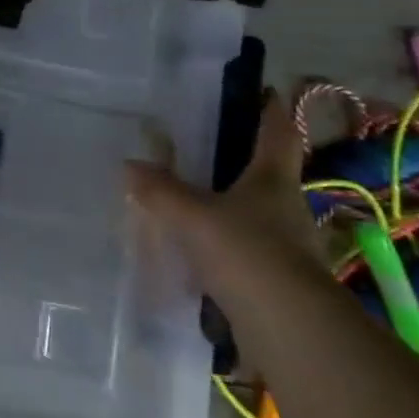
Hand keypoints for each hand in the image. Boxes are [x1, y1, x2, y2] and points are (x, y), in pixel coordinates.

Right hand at [124, 91, 325, 295]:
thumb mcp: (191, 214)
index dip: (270, 111)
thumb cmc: (245, 251)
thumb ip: (159, 189)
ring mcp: (287, 246)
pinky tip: (196, 251)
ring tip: (192, 203)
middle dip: (242, 162)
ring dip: (230, 207)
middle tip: (207, 150)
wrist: (287, 327)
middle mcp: (287, 207)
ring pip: (255, 215)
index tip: (265, 90)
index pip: (277, 134)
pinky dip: (224, 246)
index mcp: (273, 180)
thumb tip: (130, 165)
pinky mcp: (277, 280)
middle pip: (267, 175)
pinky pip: (245, 250)